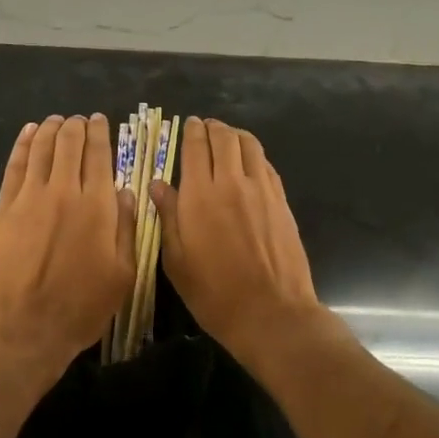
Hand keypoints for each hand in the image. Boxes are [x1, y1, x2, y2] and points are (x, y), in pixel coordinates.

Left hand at [0, 114, 135, 387]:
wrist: (23, 329)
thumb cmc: (80, 308)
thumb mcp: (123, 275)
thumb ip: (126, 228)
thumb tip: (125, 191)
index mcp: (96, 206)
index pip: (99, 155)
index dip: (99, 133)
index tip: (100, 120)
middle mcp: (64, 191)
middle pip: (69, 144)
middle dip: (76, 126)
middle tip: (79, 120)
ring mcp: (30, 197)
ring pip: (41, 148)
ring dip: (50, 129)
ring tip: (56, 120)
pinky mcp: (3, 208)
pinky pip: (15, 165)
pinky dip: (23, 144)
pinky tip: (28, 133)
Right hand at [149, 118, 321, 362]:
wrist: (271, 312)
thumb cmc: (214, 293)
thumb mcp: (176, 261)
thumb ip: (167, 217)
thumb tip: (157, 184)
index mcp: (199, 195)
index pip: (195, 147)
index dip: (191, 131)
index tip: (189, 125)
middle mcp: (231, 182)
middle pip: (223, 138)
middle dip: (213, 128)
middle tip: (206, 128)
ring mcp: (261, 189)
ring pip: (249, 144)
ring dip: (235, 135)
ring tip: (228, 137)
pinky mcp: (281, 200)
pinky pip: (266, 164)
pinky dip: (254, 154)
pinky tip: (249, 162)